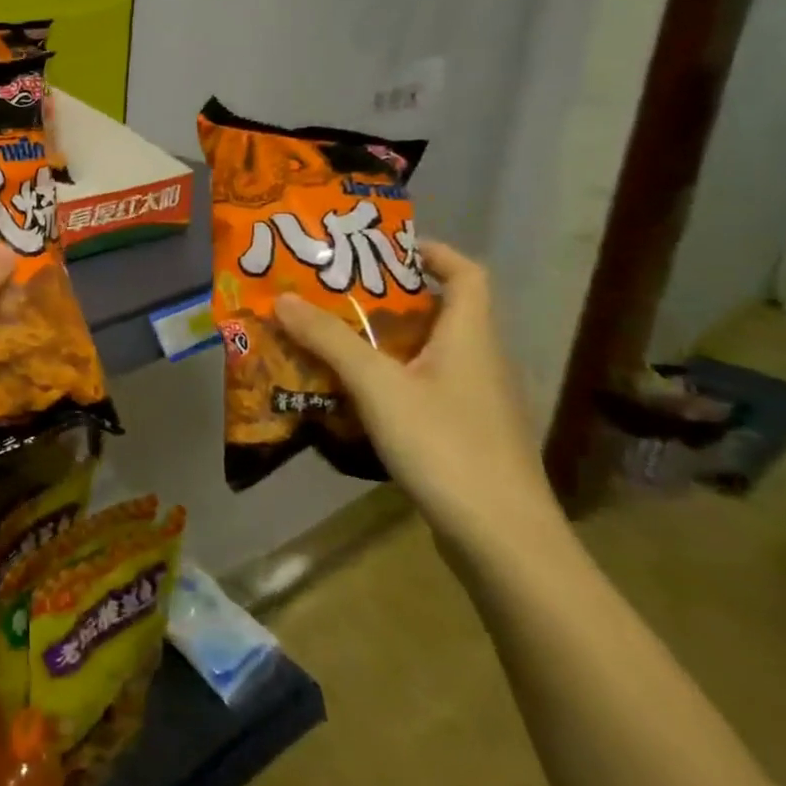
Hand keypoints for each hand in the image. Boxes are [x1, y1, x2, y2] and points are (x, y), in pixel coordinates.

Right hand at [275, 241, 563, 555]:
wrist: (502, 539)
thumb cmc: (444, 445)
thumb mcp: (377, 385)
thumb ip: (329, 340)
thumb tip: (282, 297)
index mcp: (470, 337)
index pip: (466, 272)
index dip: (430, 250)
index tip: (380, 246)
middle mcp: (479, 361)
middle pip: (437, 311)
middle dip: (383, 297)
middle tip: (330, 291)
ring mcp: (474, 402)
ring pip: (425, 352)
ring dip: (379, 340)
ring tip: (327, 336)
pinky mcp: (463, 435)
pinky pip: (421, 388)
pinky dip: (386, 379)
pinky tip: (348, 393)